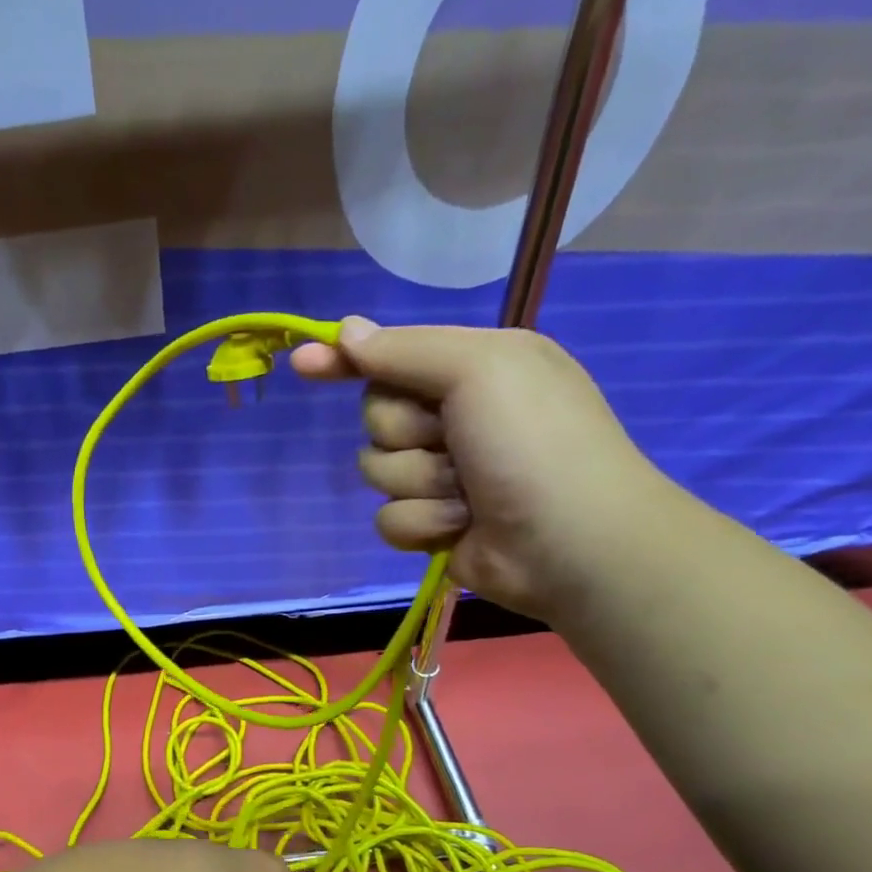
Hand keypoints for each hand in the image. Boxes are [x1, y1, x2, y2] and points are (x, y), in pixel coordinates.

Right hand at [292, 317, 681, 622]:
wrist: (569, 541)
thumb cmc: (531, 442)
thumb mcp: (478, 369)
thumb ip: (404, 350)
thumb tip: (345, 330)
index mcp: (474, 368)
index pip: (391, 356)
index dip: (345, 360)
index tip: (301, 363)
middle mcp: (457, 416)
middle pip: (377, 415)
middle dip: (405, 432)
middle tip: (451, 441)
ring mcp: (444, 473)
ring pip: (378, 470)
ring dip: (418, 482)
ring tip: (465, 492)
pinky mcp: (433, 522)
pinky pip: (388, 517)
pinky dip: (420, 522)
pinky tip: (457, 526)